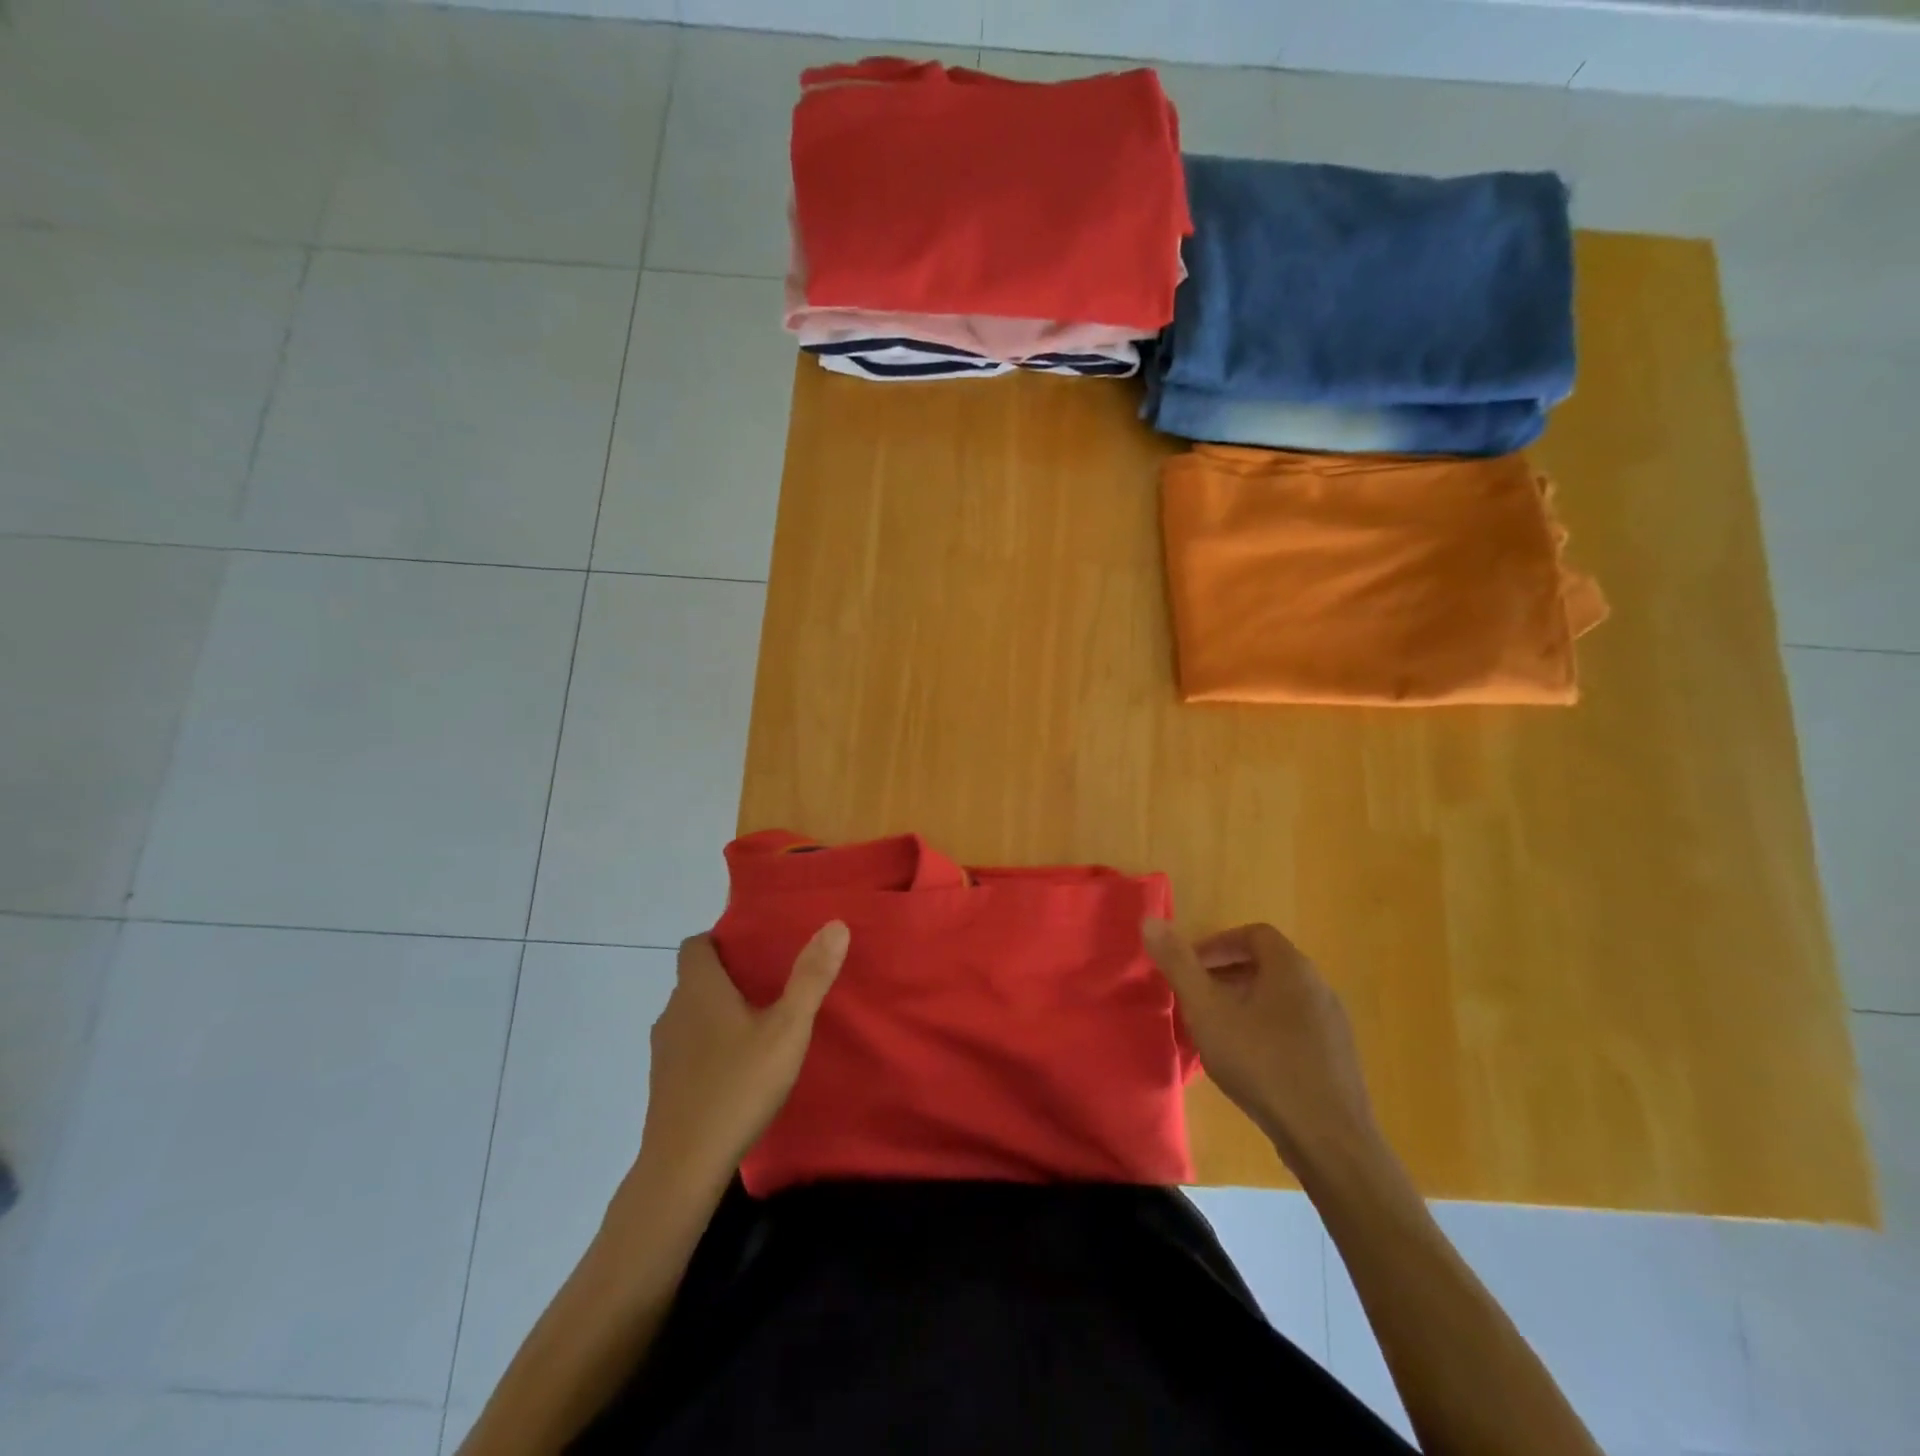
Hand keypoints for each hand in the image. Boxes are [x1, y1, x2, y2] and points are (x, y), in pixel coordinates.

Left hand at [636, 924, 849, 1195]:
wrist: (683, 1167)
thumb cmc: (738, 1086)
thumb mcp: (787, 1029)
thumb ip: (811, 977)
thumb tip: (835, 925)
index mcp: (699, 990)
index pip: (695, 945)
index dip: (720, 940)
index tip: (755, 948)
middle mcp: (674, 1012)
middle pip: (695, 979)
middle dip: (728, 976)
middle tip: (770, 983)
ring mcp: (663, 1051)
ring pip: (690, 1014)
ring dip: (717, 1012)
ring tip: (758, 1024)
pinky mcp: (663, 1084)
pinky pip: (686, 1047)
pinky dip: (708, 1045)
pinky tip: (737, 1068)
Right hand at [1144, 919, 1382, 1175]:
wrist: (1329, 1140)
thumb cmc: (1262, 1064)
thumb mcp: (1207, 1011)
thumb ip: (1179, 964)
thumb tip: (1150, 920)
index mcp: (1292, 968)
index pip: (1254, 934)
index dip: (1218, 944)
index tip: (1191, 968)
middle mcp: (1318, 987)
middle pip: (1267, 964)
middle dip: (1227, 975)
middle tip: (1197, 998)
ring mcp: (1333, 1024)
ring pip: (1281, 998)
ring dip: (1246, 1003)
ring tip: (1218, 1030)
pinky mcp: (1338, 1058)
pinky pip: (1295, 1026)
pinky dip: (1267, 1029)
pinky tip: (1249, 1061)